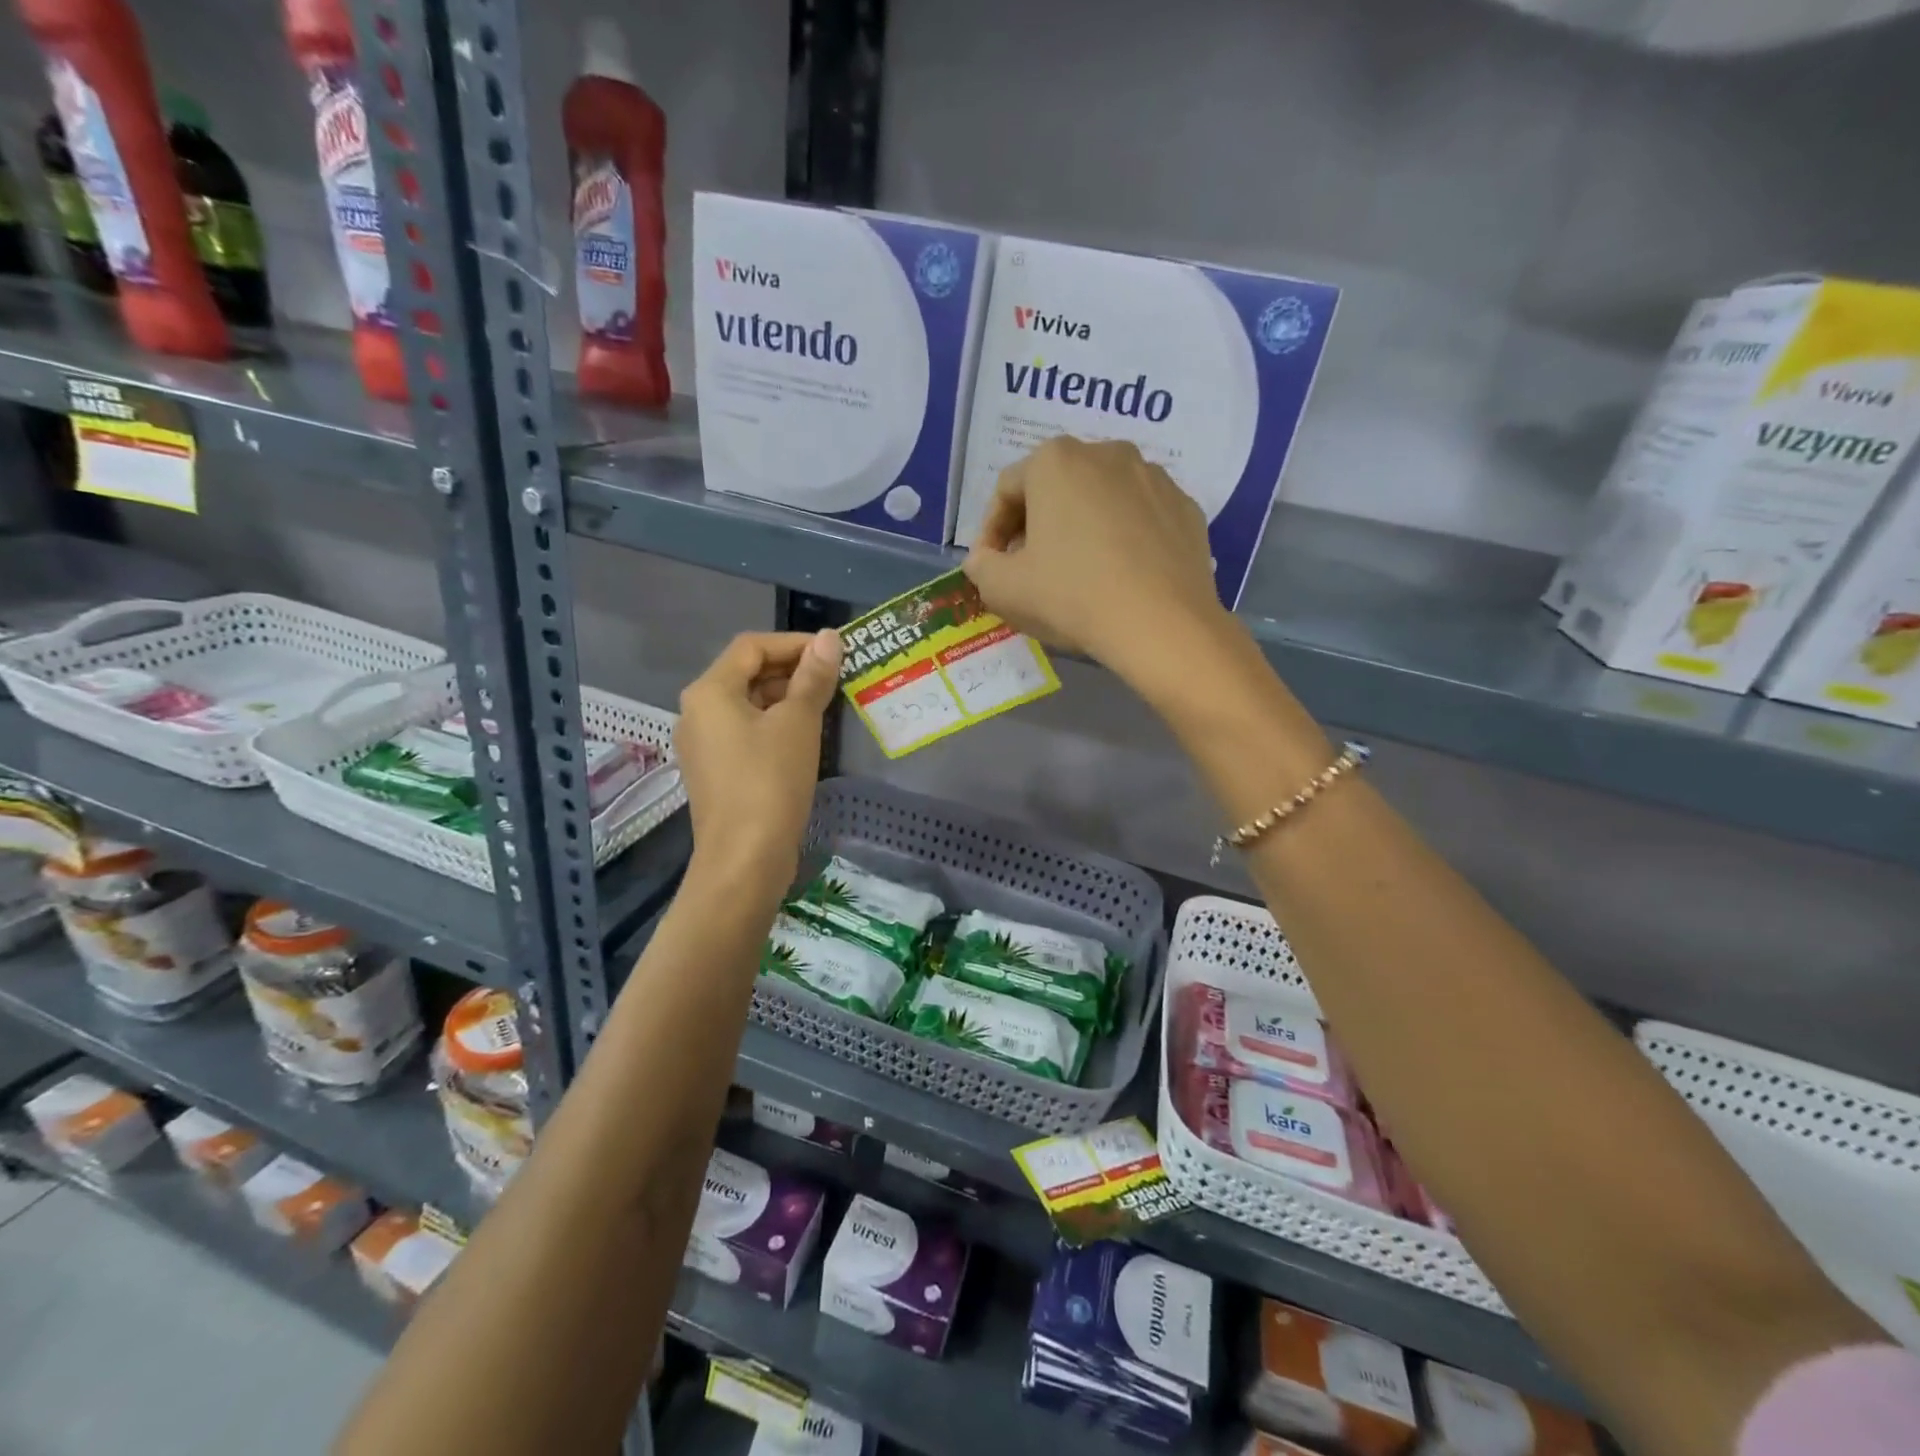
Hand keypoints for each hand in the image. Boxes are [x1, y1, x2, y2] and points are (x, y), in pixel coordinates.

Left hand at [674, 630, 840, 890]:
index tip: (834, 652)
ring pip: (748, 705)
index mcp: (710, 691)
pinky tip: (806, 737)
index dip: (795, 643)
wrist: (744, 860)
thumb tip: (829, 638)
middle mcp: (698, 712)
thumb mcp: (798, 723)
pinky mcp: (716, 772)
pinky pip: (746, 733)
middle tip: (836, 678)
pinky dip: (775, 725)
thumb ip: (813, 677)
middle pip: (747, 673)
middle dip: (792, 670)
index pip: (752, 646)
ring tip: (827, 705)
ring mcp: (704, 745)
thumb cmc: (770, 782)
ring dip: (786, 698)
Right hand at [961, 437, 1236, 691]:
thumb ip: (981, 567)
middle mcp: (1107, 453)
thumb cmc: (1072, 597)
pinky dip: (1124, 538)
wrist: (1162, 625)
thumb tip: (985, 560)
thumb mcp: (1003, 589)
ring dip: (1081, 528)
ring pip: (1101, 499)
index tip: (991, 567)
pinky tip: (1121, 576)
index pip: (1006, 490)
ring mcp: (1154, 477)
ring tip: (1079, 572)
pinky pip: (1140, 517)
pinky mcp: (1186, 507)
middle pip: (1056, 487)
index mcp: (1055, 461)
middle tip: (1030, 568)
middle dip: (1036, 525)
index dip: (990, 531)